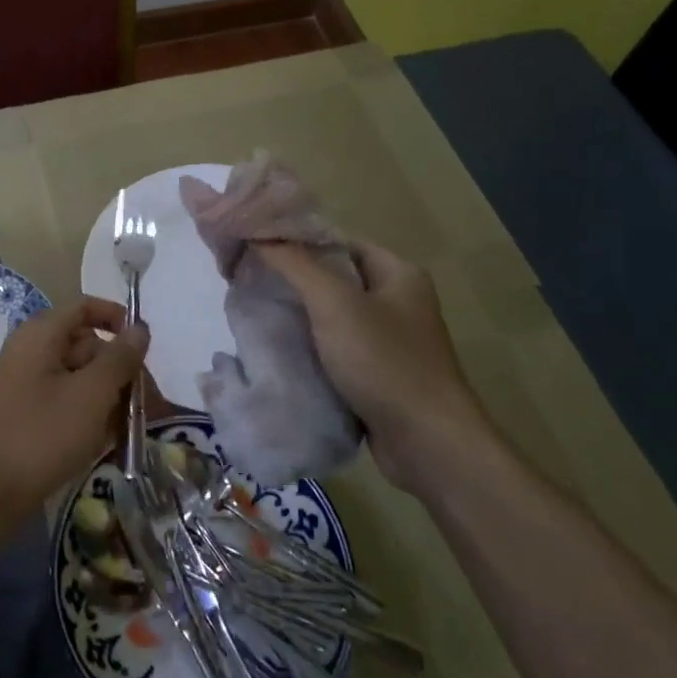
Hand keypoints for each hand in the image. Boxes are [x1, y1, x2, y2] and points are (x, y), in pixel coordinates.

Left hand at [0, 298, 149, 517]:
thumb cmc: (42, 435)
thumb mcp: (91, 394)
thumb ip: (119, 358)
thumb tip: (140, 328)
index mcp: (41, 334)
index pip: (85, 307)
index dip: (118, 319)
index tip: (145, 346)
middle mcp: (30, 350)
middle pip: (86, 344)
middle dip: (119, 369)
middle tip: (147, 402)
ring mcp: (25, 382)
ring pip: (78, 376)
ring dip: (108, 396)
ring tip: (130, 428)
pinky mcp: (25, 412)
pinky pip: (64, 400)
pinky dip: (87, 413)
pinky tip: (106, 440)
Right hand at [254, 240, 495, 489]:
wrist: (428, 444)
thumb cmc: (385, 362)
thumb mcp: (335, 304)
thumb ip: (295, 264)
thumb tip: (257, 233)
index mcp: (398, 273)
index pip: (338, 242)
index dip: (297, 241)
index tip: (254, 249)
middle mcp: (398, 301)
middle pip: (334, 278)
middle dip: (292, 280)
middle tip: (247, 281)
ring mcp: (390, 340)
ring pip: (332, 316)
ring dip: (298, 316)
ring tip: (255, 313)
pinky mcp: (379, 374)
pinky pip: (336, 349)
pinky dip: (310, 348)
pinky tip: (279, 350)